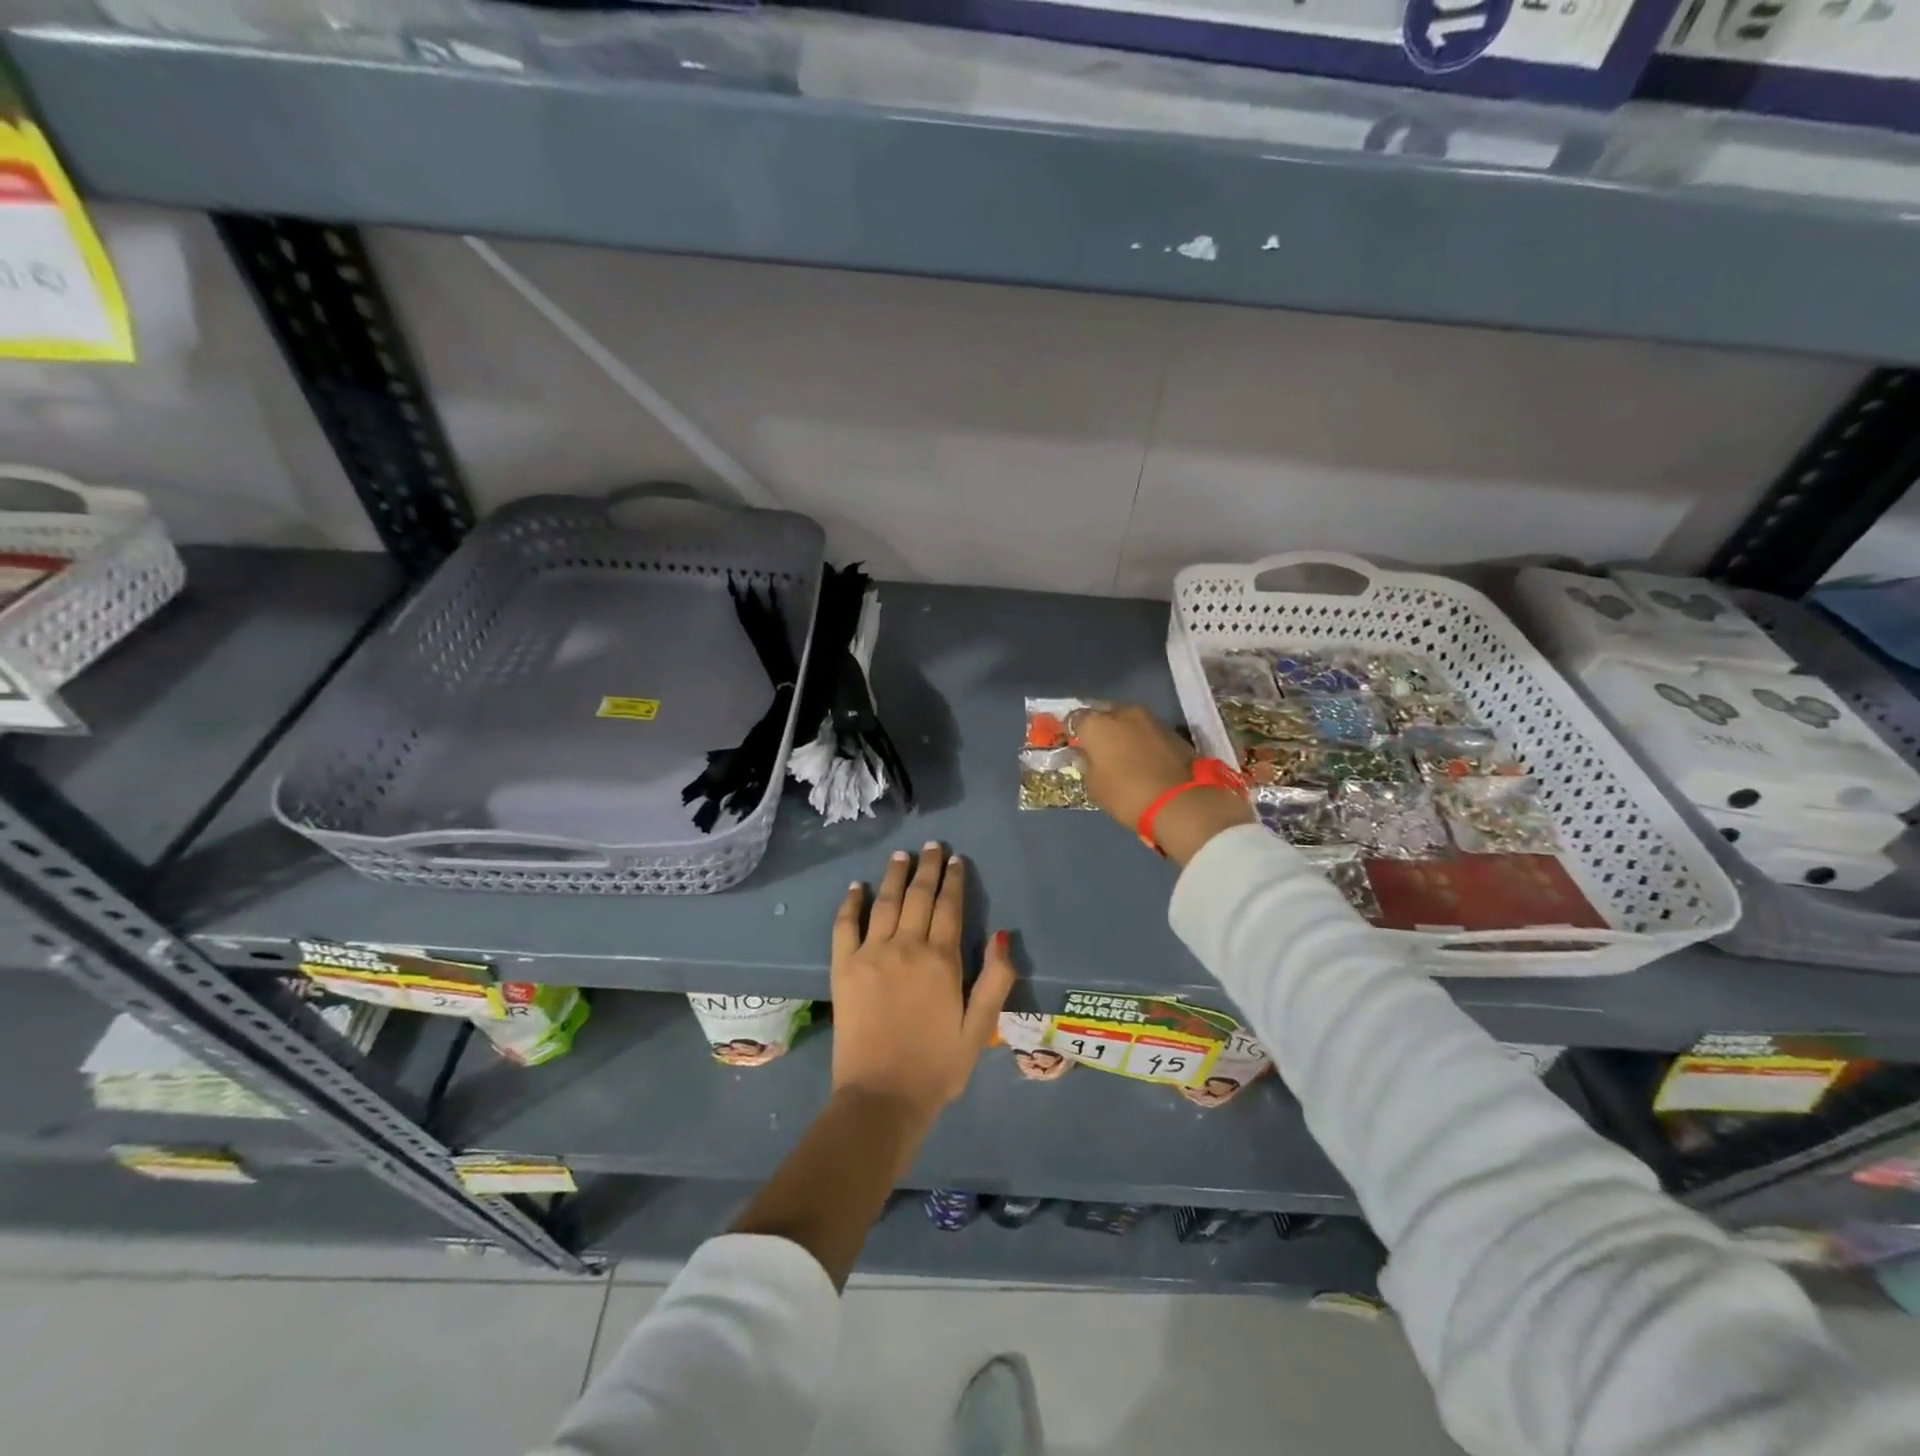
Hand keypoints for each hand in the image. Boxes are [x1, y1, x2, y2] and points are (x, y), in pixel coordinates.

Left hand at [831, 843, 1016, 1135]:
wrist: (882, 1099)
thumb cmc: (937, 1067)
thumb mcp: (980, 1028)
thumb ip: (996, 979)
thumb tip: (1004, 934)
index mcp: (942, 960)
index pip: (950, 907)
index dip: (953, 880)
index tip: (955, 860)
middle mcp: (907, 946)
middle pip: (919, 896)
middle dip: (927, 868)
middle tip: (932, 846)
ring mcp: (871, 954)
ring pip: (885, 902)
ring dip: (894, 875)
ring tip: (900, 855)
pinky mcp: (843, 968)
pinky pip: (845, 925)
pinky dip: (851, 903)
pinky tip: (856, 887)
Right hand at [1072, 704, 1254, 865]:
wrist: (1180, 802)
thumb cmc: (1127, 795)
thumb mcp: (1094, 786)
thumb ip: (1087, 763)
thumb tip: (1087, 754)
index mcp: (1097, 724)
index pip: (1075, 718)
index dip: (1073, 732)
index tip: (1075, 745)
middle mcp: (1122, 712)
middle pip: (1103, 712)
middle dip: (1099, 726)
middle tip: (1098, 746)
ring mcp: (1150, 718)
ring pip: (1127, 719)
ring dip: (1122, 731)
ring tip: (1122, 751)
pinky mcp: (1172, 729)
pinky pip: (1147, 729)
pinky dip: (1141, 738)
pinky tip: (1142, 755)